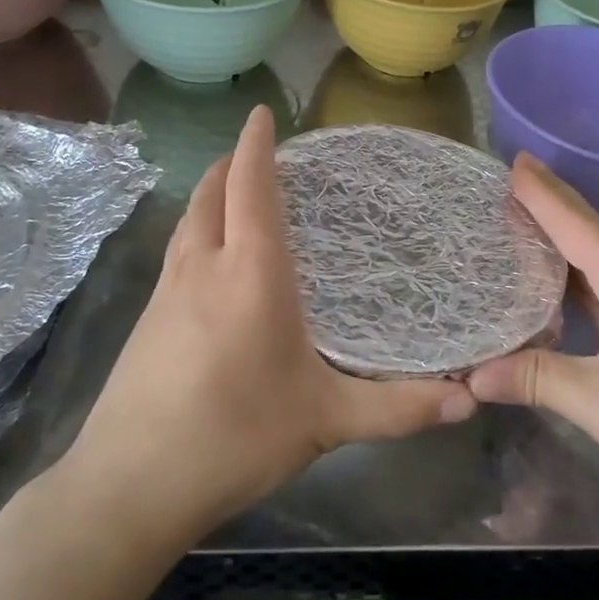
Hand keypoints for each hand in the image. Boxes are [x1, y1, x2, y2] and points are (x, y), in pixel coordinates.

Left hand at [58, 105, 474, 544]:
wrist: (129, 485)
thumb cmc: (235, 438)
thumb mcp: (326, 421)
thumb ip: (399, 407)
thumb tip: (469, 399)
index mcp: (251, 273)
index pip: (251, 186)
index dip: (256, 145)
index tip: (262, 113)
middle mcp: (204, 267)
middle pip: (211, 193)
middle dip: (230, 163)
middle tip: (257, 153)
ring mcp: (166, 292)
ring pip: (188, 221)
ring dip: (209, 195)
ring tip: (234, 194)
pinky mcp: (145, 320)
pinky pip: (177, 253)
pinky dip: (197, 232)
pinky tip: (210, 262)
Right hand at [467, 156, 598, 517]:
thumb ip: (537, 380)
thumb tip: (473, 375)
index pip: (575, 223)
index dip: (541, 193)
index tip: (513, 160)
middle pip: (590, 231)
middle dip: (552, 204)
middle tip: (511, 180)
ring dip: (565, 240)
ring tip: (526, 224)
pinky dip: (580, 278)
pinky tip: (563, 288)